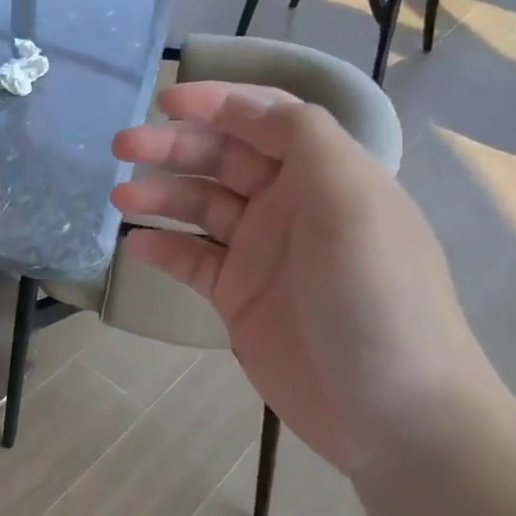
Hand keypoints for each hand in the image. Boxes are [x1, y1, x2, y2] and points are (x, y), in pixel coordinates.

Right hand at [111, 81, 489, 472]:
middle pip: (223, 156)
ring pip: (201, 205)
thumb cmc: (377, 296)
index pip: (265, 118)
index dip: (217, 102)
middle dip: (174, 145)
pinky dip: (163, 247)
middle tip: (123, 147)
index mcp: (325, 173)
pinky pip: (193, 259)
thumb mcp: (354, 202)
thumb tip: (248, 108)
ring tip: (120, 199)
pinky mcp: (240, 296)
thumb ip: (305, 138)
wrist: (395, 414)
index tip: (165, 101)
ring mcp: (262, 252)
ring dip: (160, 195)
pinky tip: (137, 245)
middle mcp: (291, 204)